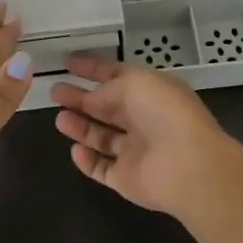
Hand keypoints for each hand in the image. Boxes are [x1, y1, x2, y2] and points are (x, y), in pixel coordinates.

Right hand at [50, 54, 242, 224]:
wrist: (188, 166)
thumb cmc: (164, 113)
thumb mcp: (133, 84)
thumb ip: (105, 89)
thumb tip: (89, 99)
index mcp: (151, 91)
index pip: (118, 76)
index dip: (93, 68)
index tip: (69, 63)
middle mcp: (144, 119)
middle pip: (107, 107)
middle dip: (81, 98)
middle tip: (55, 91)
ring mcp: (136, 151)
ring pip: (102, 137)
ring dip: (80, 127)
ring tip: (58, 118)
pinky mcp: (127, 179)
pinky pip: (102, 168)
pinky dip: (87, 160)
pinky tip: (74, 150)